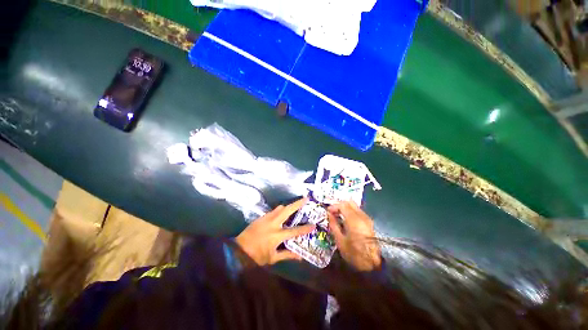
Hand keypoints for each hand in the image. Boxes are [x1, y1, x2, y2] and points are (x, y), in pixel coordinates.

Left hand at [235, 198, 314, 265]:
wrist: (239, 250)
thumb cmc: (257, 256)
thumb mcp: (273, 258)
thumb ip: (287, 255)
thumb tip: (300, 257)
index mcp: (277, 235)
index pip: (294, 231)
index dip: (305, 228)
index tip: (313, 225)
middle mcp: (273, 224)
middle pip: (287, 210)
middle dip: (297, 204)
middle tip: (305, 199)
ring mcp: (266, 218)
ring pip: (280, 208)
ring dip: (288, 206)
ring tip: (295, 206)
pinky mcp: (261, 217)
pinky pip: (273, 211)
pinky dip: (280, 210)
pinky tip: (282, 214)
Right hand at [327, 201, 380, 270]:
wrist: (373, 265)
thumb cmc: (354, 254)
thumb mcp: (340, 240)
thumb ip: (334, 224)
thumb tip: (329, 214)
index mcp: (354, 220)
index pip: (342, 205)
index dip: (334, 206)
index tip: (328, 211)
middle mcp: (362, 216)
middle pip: (349, 202)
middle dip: (339, 205)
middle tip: (333, 211)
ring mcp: (367, 219)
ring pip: (354, 206)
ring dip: (345, 208)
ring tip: (337, 215)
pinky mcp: (369, 223)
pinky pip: (358, 212)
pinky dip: (350, 212)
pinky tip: (345, 220)